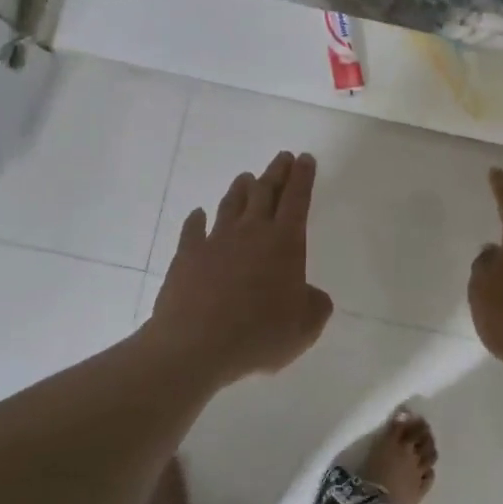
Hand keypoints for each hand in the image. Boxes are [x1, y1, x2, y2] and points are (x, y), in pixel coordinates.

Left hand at [143, 151, 333, 386]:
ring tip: (246, 177)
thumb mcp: (305, 327)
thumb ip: (315, 305)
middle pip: (265, 192)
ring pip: (231, 204)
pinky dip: (196, 220)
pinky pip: (193, 230)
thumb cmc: (258, 335)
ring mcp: (215, 241)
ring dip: (241, 189)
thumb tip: (310, 294)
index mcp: (284, 243)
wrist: (195, 346)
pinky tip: (198, 214)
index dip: (303, 177)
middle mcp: (251, 232)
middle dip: (276, 173)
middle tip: (282, 157)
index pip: (297, 200)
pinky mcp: (187, 256)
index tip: (305, 158)